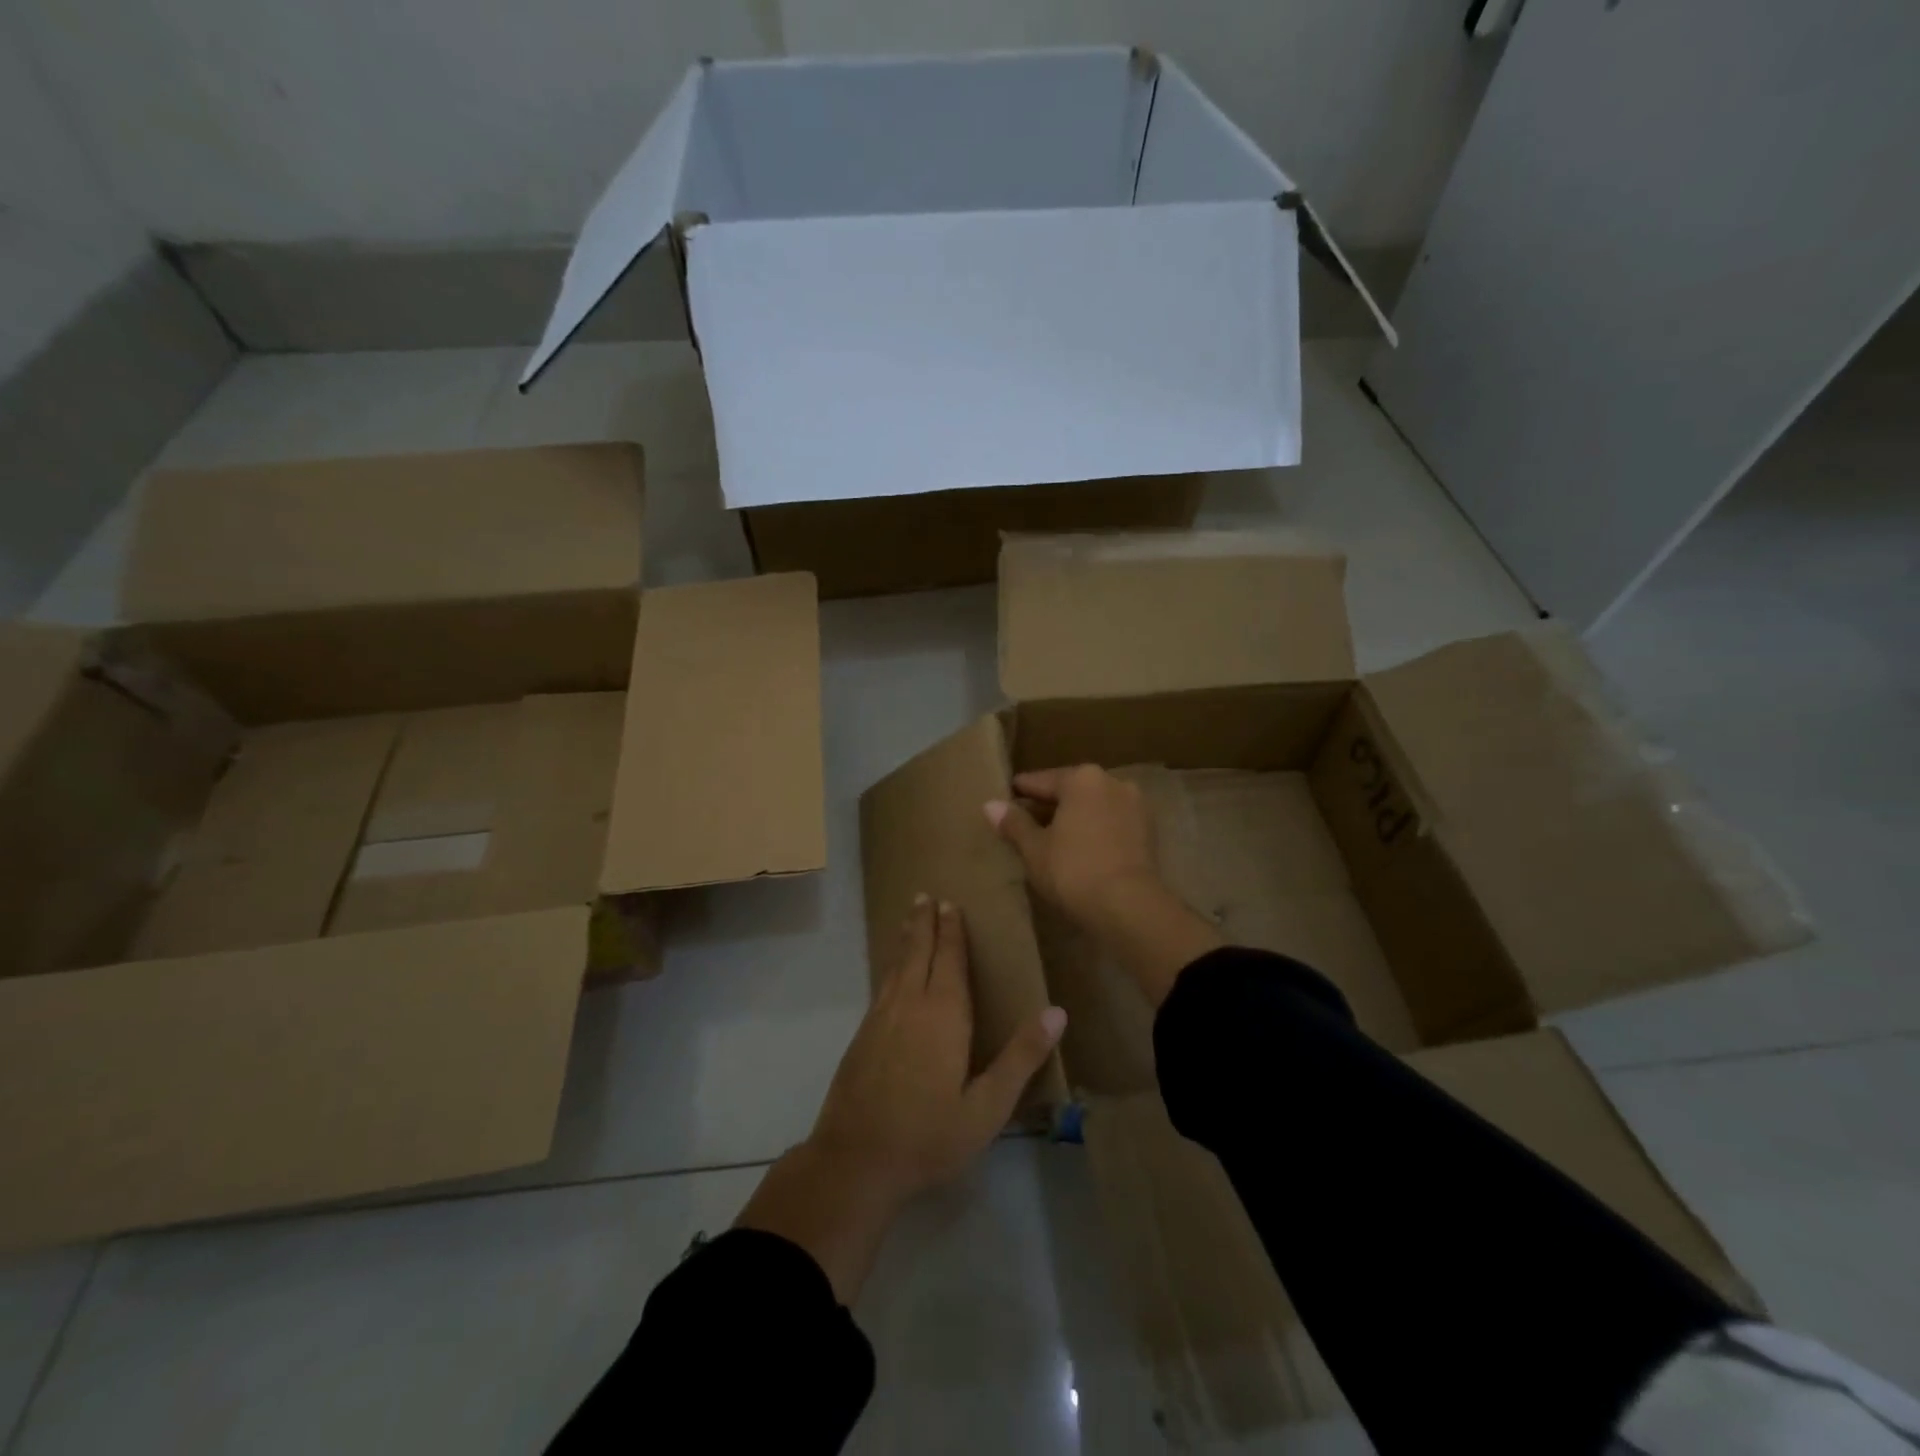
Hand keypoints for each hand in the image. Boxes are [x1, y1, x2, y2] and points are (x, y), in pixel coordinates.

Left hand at [735, 896, 1065, 1303]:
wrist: (855, 1161)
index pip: (950, 960)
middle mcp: (909, 1005)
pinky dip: (890, 966)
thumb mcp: (988, 1106)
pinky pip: (882, 985)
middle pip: (918, 953)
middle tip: (925, 896)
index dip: (952, 932)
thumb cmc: (929, 1136)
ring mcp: (880, 1018)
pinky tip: (892, 972)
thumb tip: (1058, 1012)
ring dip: (905, 939)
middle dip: (923, 923)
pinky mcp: (862, 1036)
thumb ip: (1021, 1057)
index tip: (951, 904)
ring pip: (896, 966)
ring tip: (909, 918)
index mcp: (943, 1015)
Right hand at [985, 766, 1158, 927]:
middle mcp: (1112, 782)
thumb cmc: (1073, 870)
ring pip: (1093, 807)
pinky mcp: (1148, 832)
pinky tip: (1079, 849)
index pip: (1042, 781)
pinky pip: (1111, 824)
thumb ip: (1014, 823)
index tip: (1006, 798)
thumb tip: (990, 805)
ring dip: (1074, 818)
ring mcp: (1135, 805)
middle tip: (1024, 822)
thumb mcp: (1034, 848)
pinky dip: (1094, 831)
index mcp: (1082, 778)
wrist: (1129, 906)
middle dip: (1049, 806)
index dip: (1021, 792)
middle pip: (1071, 791)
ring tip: (1051, 839)